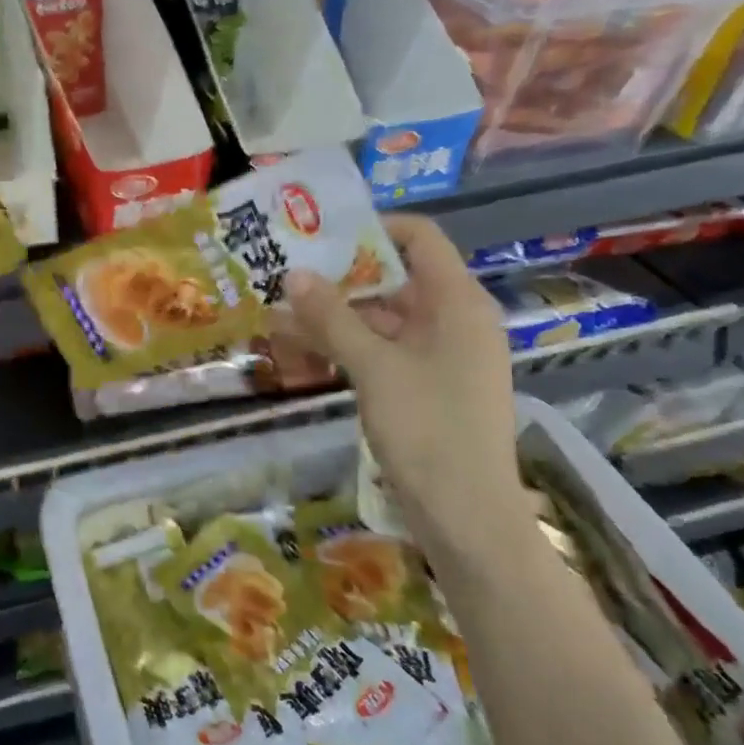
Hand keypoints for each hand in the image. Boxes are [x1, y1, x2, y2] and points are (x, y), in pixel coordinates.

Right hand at [283, 214, 531, 553]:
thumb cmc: (428, 429)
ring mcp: (440, 355)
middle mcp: (453, 320)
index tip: (320, 234)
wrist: (466, 516)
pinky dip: (346, 346)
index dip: (373, 228)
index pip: (419, 239)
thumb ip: (332, 317)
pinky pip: (382, 350)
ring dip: (334, 316)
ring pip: (382, 319)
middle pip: (394, 278)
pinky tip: (301, 349)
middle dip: (338, 277)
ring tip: (278, 313)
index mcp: (457, 303)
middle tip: (284, 273)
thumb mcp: (374, 367)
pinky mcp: (425, 385)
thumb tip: (294, 274)